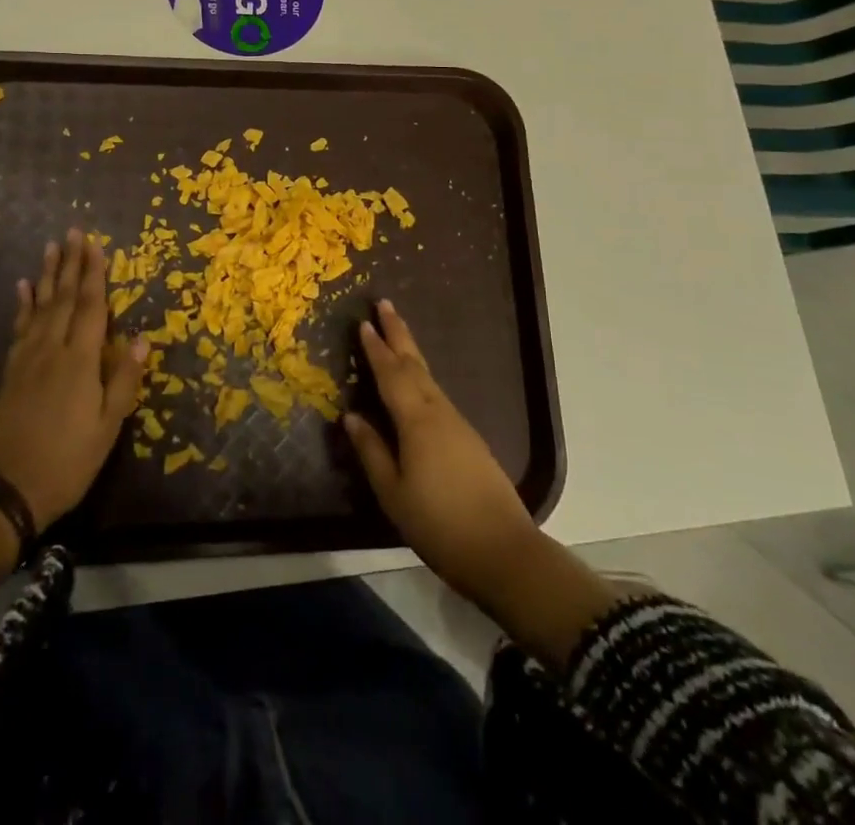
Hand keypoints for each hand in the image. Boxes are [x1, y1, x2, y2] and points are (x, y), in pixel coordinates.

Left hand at [0, 229, 147, 530]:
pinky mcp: (10, 373)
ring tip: (50, 248)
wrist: (5, 491)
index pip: (90, 307)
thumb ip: (124, 381)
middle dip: (70, 264)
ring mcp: (27, 360)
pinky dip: (22, 306)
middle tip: (73, 232)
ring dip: (46, 276)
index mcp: (79, 362)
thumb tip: (142, 339)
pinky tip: (22, 289)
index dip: (94, 274)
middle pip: (62, 298)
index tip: (95, 244)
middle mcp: (51, 350)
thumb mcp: (107, 429)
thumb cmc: (66, 462)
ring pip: (39, 307)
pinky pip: (19, 328)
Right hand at [342, 300, 539, 602]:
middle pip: (414, 364)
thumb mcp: (393, 493)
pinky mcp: (470, 439)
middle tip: (384, 303)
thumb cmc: (439, 524)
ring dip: (410, 353)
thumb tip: (351, 416)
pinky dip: (422, 378)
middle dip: (398, 333)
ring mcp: (458, 424)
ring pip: (428, 378)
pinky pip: (438, 395)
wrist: (503, 551)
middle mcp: (439, 412)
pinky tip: (417, 385)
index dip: (376, 349)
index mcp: (416, 421)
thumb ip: (372, 451)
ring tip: (396, 336)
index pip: (391, 374)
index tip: (364, 322)